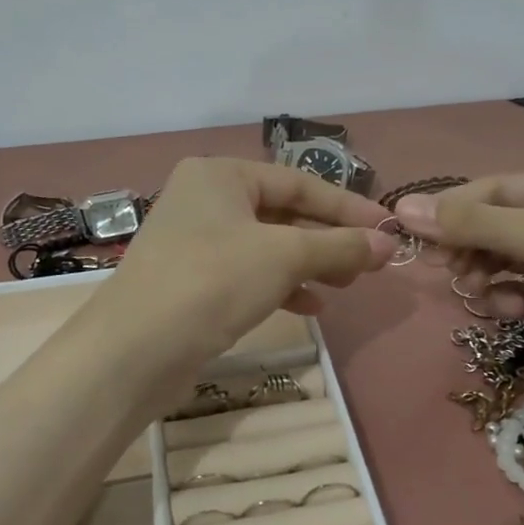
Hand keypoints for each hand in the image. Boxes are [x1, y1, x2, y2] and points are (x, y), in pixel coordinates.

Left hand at [87, 157, 396, 379]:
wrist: (135, 349)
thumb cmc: (213, 282)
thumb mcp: (284, 256)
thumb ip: (339, 246)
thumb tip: (388, 242)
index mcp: (221, 175)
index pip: (298, 183)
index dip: (347, 207)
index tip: (388, 228)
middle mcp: (204, 199)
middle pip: (282, 213)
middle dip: (328, 239)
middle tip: (368, 263)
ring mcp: (194, 241)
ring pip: (267, 245)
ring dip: (309, 264)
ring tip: (345, 286)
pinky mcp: (191, 280)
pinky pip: (247, 272)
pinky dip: (280, 285)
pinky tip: (310, 307)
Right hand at [395, 173, 523, 517]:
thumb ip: (472, 224)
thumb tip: (401, 208)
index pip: (491, 190)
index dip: (449, 208)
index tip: (407, 229)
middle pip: (491, 226)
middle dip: (465, 246)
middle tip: (445, 268)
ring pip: (497, 262)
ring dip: (482, 275)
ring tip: (480, 292)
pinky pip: (512, 293)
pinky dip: (503, 300)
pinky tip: (510, 311)